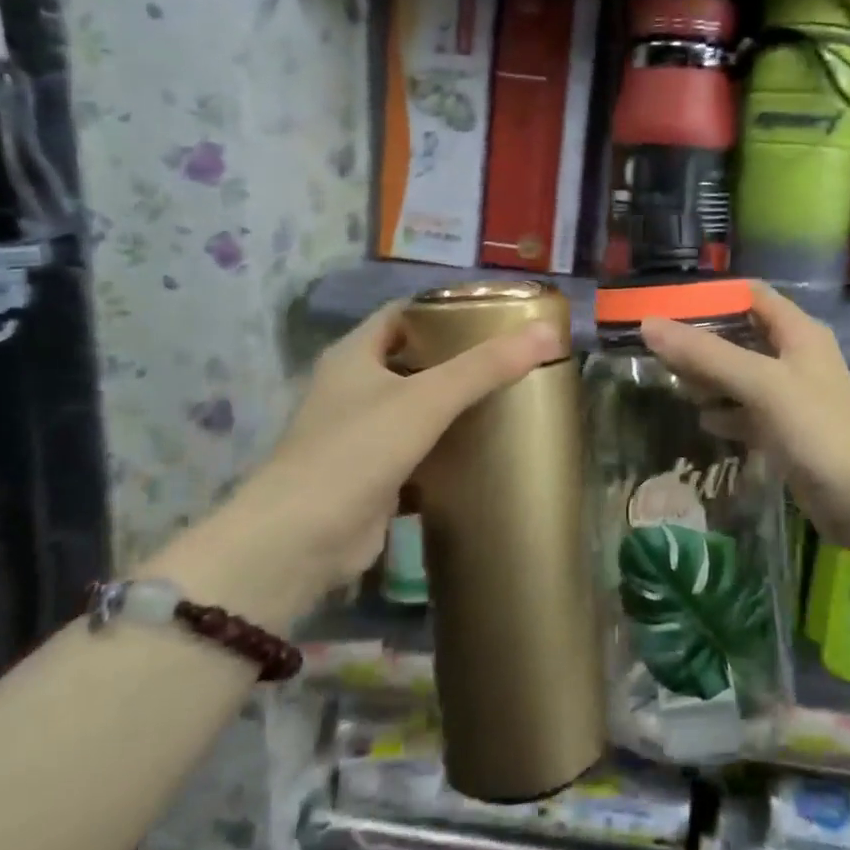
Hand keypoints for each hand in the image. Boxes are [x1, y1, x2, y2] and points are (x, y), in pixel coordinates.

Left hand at [158, 299, 558, 625]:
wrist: (300, 540)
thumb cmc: (357, 450)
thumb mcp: (426, 399)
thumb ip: (486, 366)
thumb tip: (548, 333)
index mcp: (354, 355)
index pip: (404, 314)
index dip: (445, 308)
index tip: (495, 314)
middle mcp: (352, 388)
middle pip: (414, 359)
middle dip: (459, 358)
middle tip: (511, 357)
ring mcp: (359, 434)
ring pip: (416, 407)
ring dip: (454, 404)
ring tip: (507, 396)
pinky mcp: (372, 476)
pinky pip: (417, 450)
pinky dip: (446, 447)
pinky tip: (483, 448)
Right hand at [639, 282, 849, 535]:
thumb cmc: (819, 430)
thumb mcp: (761, 384)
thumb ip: (707, 355)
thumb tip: (649, 324)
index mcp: (797, 332)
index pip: (750, 295)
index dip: (711, 295)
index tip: (666, 305)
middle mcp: (795, 357)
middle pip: (741, 335)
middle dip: (702, 341)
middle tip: (657, 351)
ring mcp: (792, 397)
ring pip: (741, 376)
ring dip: (709, 379)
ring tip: (672, 385)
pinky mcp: (787, 432)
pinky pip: (747, 412)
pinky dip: (725, 413)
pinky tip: (703, 422)